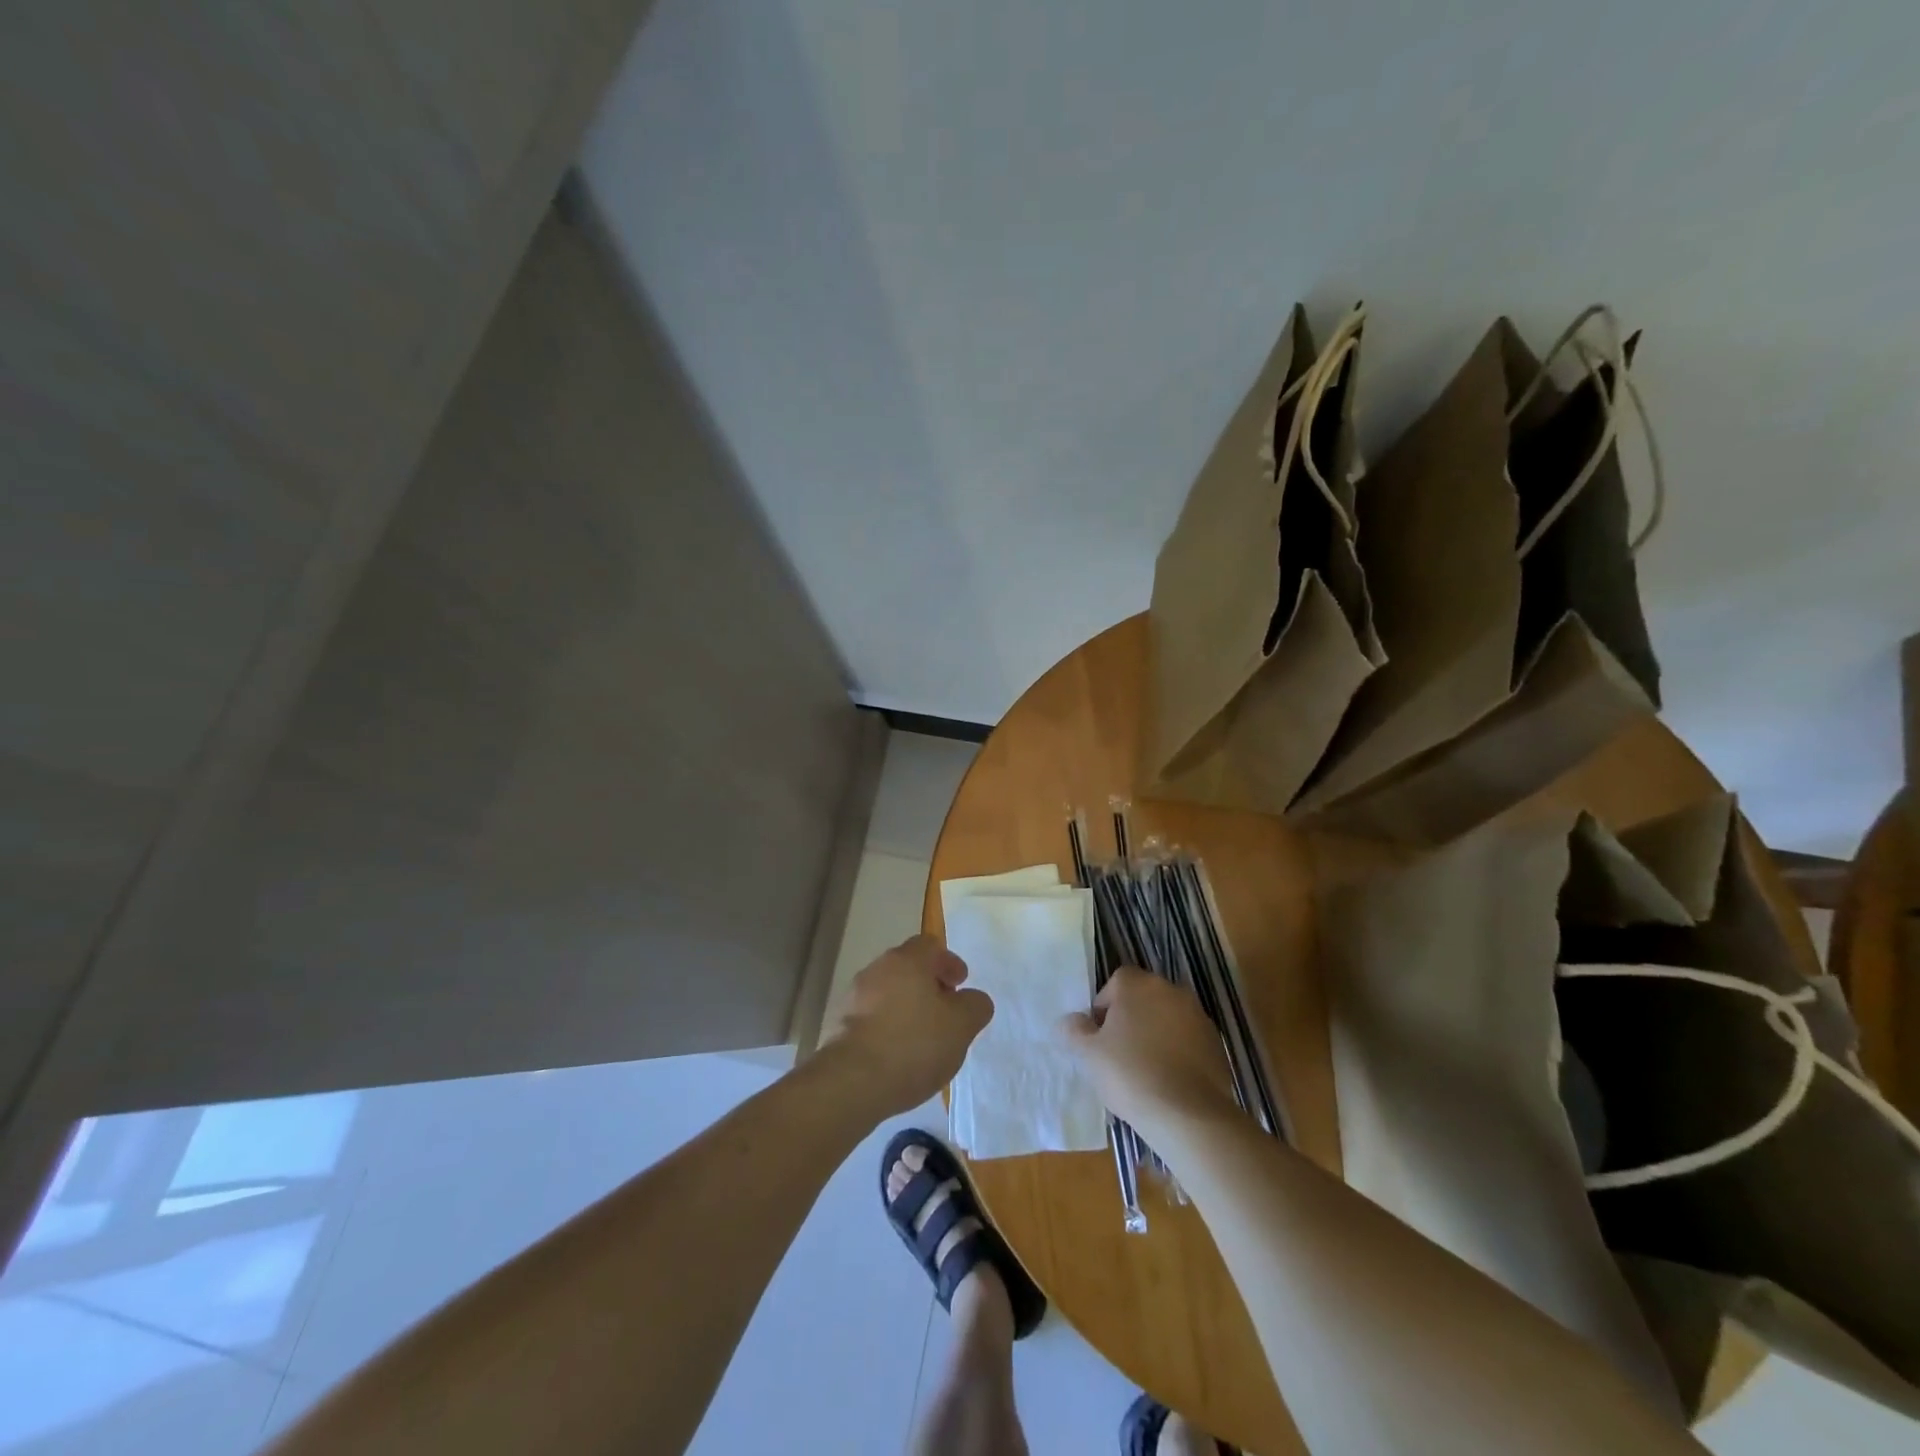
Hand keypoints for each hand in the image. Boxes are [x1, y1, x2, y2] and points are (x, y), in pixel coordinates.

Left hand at [824, 935, 993, 1115]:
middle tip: (944, 1012)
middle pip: (907, 968)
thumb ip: (975, 1006)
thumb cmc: (913, 1044)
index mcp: (907, 960)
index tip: (960, 984)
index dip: (949, 962)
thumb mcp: (961, 1026)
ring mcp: (853, 996)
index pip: (930, 945)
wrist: (851, 1081)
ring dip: (905, 1007)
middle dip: (927, 985)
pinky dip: (886, 1028)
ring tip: (921, 1039)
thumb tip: (973, 999)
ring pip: (887, 993)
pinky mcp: (839, 1025)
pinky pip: (870, 1018)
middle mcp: (877, 969)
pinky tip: (896, 1055)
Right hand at [1059, 967, 1238, 1141]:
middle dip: (1131, 1019)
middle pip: (1143, 998)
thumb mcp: (1089, 1054)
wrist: (1189, 1114)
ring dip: (1155, 1034)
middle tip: (1119, 1054)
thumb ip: (1075, 1030)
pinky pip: (1188, 1039)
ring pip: (1167, 1018)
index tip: (1100, 1038)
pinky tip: (1170, 1080)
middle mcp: (1170, 990)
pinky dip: (1178, 1051)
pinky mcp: (1216, 1042)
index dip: (1104, 1008)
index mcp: (1138, 984)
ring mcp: (1198, 1015)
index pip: (1115, 983)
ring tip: (1145, 1071)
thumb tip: (1071, 1021)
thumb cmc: (1131, 1075)